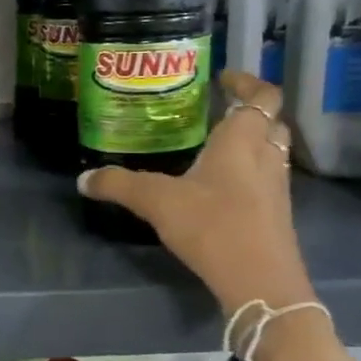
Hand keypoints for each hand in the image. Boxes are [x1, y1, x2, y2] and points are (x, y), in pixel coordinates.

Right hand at [78, 70, 315, 317]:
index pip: (263, 95)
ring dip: (252, 143)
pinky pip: (267, 180)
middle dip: (249, 112)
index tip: (223, 78)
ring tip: (214, 147)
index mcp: (242, 140)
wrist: (259, 282)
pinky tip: (220, 188)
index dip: (247, 82)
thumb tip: (83, 179)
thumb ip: (119, 185)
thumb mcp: (156, 201)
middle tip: (216, 112)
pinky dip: (250, 173)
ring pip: (272, 152)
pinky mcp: (276, 216)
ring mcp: (277, 188)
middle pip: (271, 122)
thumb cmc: (213, 225)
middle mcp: (266, 157)